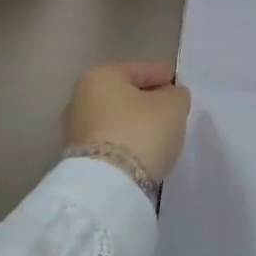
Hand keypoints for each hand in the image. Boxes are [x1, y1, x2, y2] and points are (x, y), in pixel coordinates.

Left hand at [63, 61, 190, 182]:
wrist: (107, 186)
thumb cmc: (141, 131)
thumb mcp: (173, 105)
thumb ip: (176, 95)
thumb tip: (171, 96)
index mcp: (100, 76)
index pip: (141, 70)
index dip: (164, 76)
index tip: (180, 86)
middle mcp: (80, 98)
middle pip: (125, 95)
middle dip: (147, 101)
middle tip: (171, 111)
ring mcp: (75, 130)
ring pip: (117, 120)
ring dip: (136, 124)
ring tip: (159, 134)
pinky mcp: (78, 159)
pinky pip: (111, 142)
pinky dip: (127, 143)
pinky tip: (143, 151)